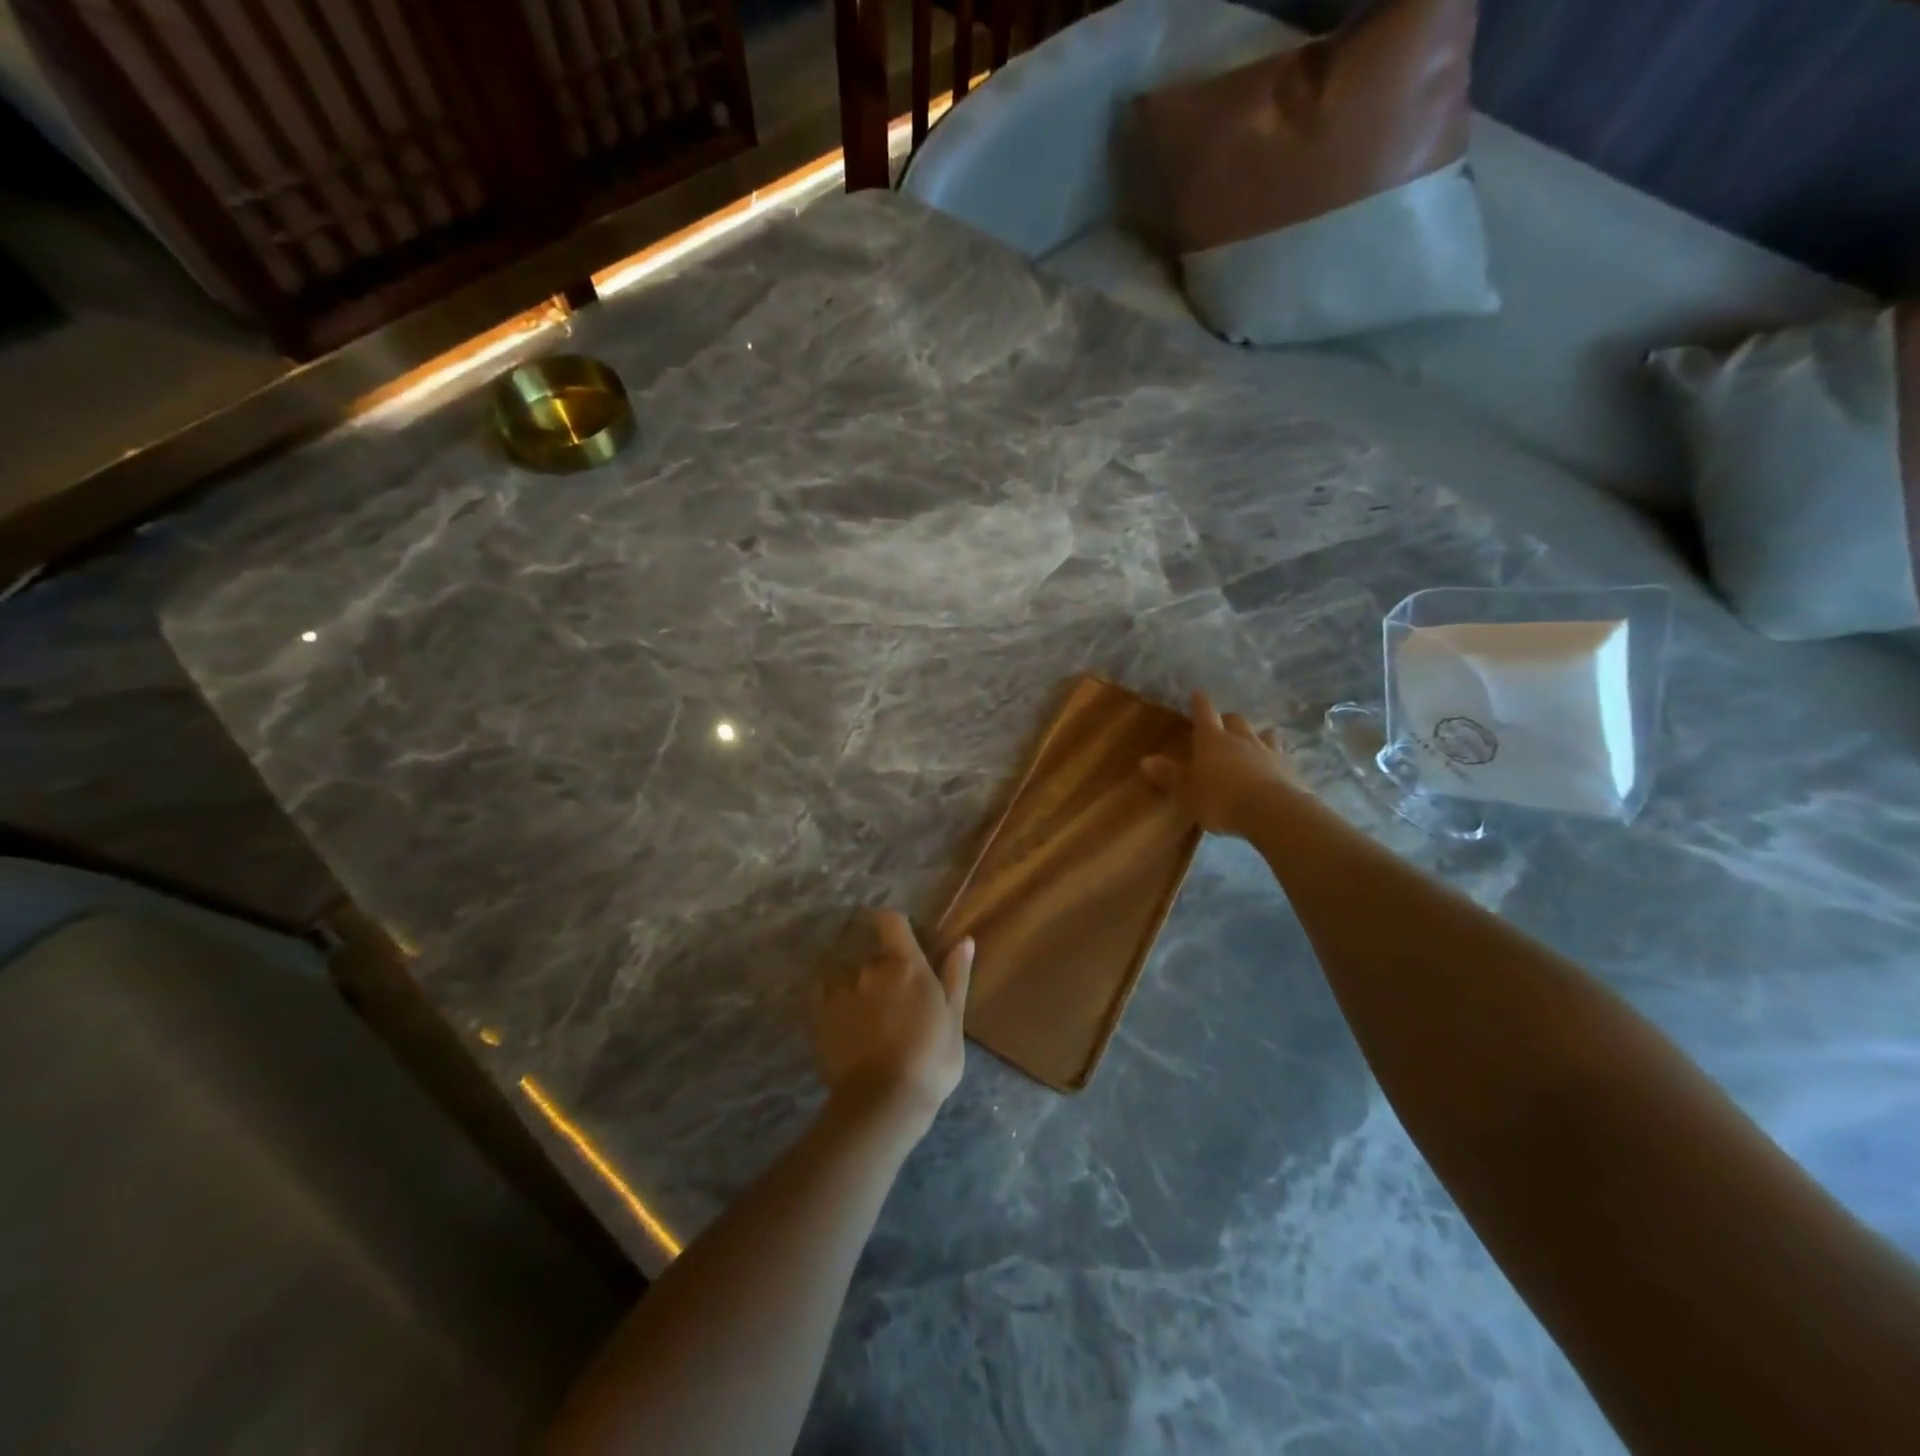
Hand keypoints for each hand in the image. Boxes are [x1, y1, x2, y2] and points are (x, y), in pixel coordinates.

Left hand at [813, 910, 971, 1134]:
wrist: (882, 1102)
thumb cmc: (930, 1060)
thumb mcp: (953, 1019)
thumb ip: (956, 976)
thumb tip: (964, 940)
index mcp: (905, 964)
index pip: (891, 921)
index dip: (895, 926)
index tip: (902, 941)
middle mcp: (869, 968)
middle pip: (874, 955)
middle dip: (884, 970)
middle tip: (897, 1002)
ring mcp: (840, 990)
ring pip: (850, 976)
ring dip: (859, 988)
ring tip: (870, 1019)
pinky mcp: (819, 1014)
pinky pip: (825, 993)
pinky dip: (834, 1000)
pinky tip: (846, 1022)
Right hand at [1141, 691, 1292, 838]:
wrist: (1272, 811)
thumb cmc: (1221, 800)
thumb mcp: (1188, 792)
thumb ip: (1170, 776)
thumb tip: (1145, 760)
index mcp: (1212, 740)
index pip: (1204, 713)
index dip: (1199, 703)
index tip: (1197, 693)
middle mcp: (1241, 739)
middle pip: (1235, 719)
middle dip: (1228, 719)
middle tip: (1222, 724)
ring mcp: (1268, 751)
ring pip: (1263, 733)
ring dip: (1256, 735)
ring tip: (1253, 741)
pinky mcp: (1289, 768)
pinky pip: (1280, 756)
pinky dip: (1274, 757)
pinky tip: (1274, 766)